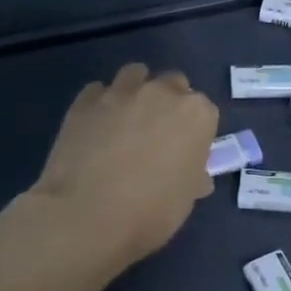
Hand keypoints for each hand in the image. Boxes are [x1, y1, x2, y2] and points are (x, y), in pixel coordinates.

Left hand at [31, 63, 219, 271]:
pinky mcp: (85, 100)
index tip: (185, 150)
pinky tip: (95, 127)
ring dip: (135, 91)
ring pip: (135, 75)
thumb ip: (193, 177)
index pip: (204, 111)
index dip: (194, 130)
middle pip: (173, 84)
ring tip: (125, 120)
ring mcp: (121, 92)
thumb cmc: (150, 212)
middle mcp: (162, 92)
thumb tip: (195, 174)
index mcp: (196, 114)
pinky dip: (101, 103)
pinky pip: (98, 91)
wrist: (86, 215)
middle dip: (168, 102)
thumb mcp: (186, 200)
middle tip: (156, 134)